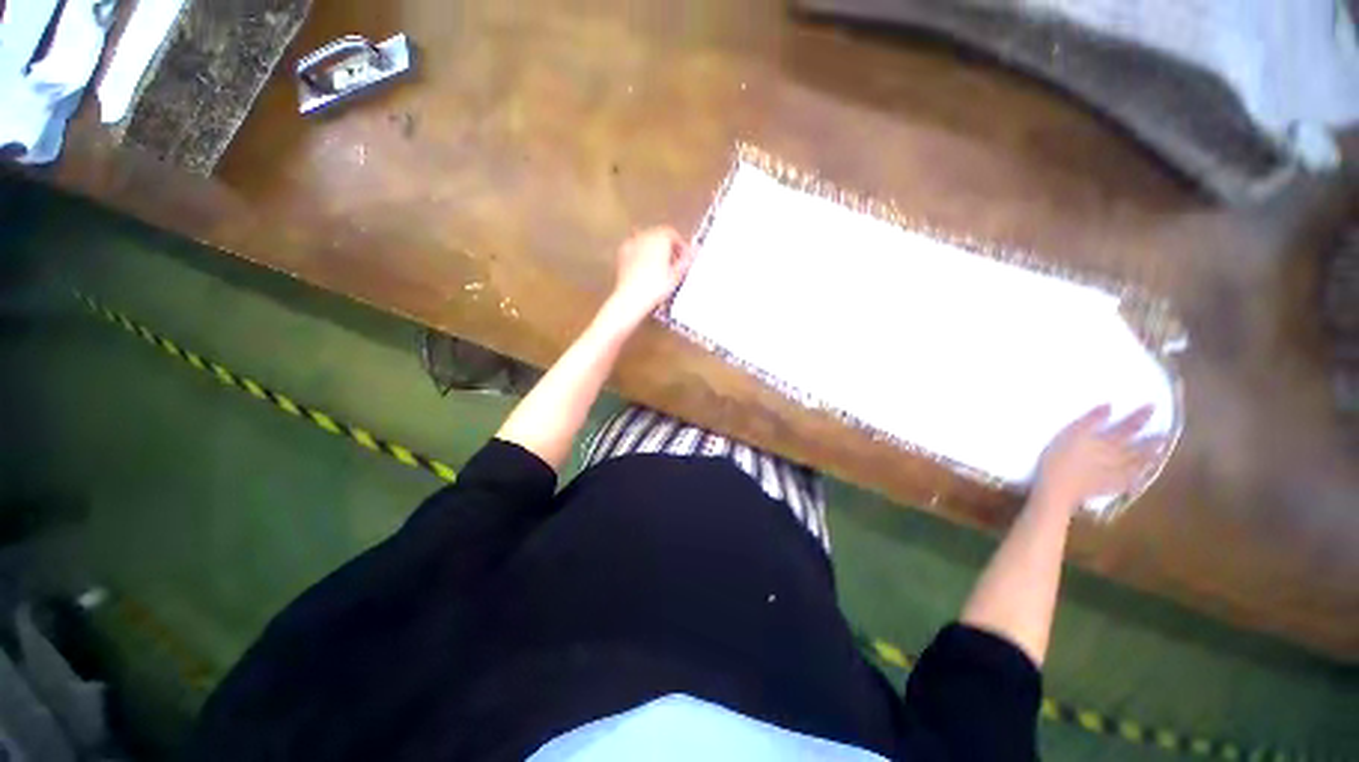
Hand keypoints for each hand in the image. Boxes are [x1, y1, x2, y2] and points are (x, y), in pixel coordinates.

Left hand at [601, 226, 694, 328]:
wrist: (631, 298)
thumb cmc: (652, 288)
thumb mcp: (676, 275)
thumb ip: (686, 261)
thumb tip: (693, 254)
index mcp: (660, 238)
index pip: (673, 234)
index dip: (680, 245)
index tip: (683, 256)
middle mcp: (644, 236)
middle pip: (659, 236)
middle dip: (667, 248)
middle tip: (674, 263)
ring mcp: (632, 244)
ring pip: (647, 242)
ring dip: (655, 251)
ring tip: (660, 268)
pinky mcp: (623, 254)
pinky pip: (635, 250)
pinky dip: (642, 256)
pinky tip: (646, 270)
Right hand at [1033, 405, 1164, 509]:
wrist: (1056, 489)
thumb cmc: (1058, 459)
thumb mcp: (1069, 435)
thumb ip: (1089, 421)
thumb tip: (1110, 406)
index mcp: (1107, 443)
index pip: (1128, 427)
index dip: (1140, 417)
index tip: (1153, 406)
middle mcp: (1117, 457)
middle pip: (1138, 448)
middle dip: (1152, 440)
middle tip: (1166, 434)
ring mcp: (1115, 474)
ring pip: (1137, 465)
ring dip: (1150, 459)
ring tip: (1160, 454)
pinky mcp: (1108, 488)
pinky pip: (1128, 483)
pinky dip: (1137, 480)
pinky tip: (1141, 480)